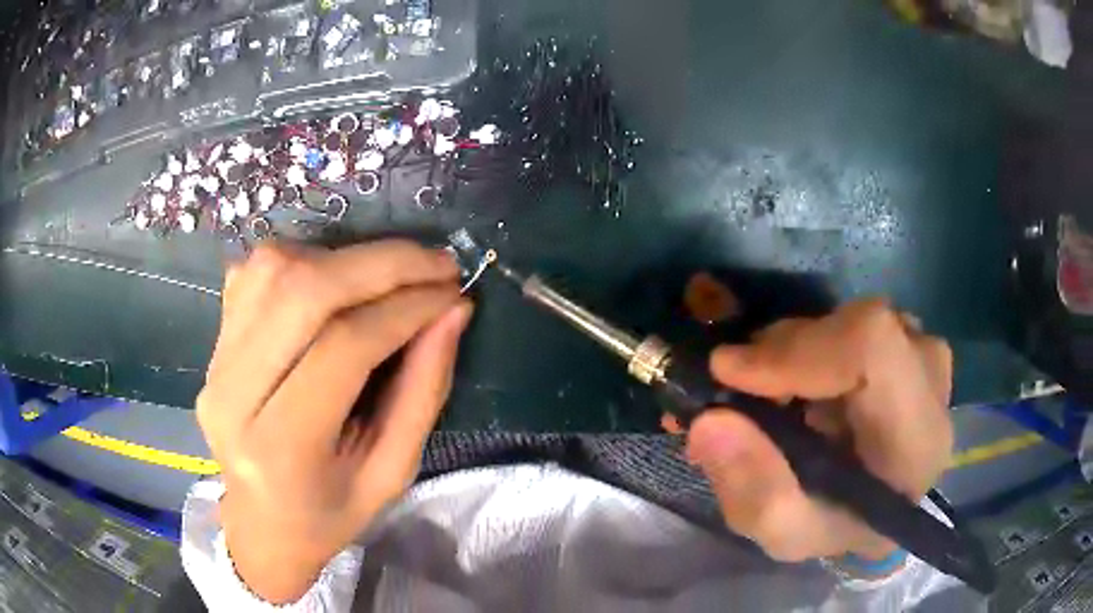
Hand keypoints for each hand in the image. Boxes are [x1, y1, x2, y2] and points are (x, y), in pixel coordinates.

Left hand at [196, 241, 471, 602]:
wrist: (260, 523)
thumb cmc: (329, 513)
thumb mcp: (392, 472)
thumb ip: (423, 391)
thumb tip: (452, 312)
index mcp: (280, 448)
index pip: (343, 347)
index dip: (406, 309)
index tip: (453, 294)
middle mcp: (233, 394)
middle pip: (302, 291)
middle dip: (381, 264)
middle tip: (435, 264)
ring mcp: (215, 361)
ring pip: (275, 270)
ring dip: (343, 257)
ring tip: (389, 273)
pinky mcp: (213, 341)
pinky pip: (255, 273)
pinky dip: (306, 259)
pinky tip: (337, 279)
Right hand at [675, 299, 952, 564]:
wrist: (876, 505)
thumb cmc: (838, 526)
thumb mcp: (787, 533)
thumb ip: (753, 491)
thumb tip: (710, 420)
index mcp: (916, 438)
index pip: (872, 349)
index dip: (799, 349)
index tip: (730, 372)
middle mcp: (932, 382)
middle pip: (858, 328)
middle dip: (787, 352)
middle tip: (740, 392)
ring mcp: (925, 352)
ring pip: (850, 320)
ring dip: (797, 351)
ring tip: (768, 397)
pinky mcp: (908, 339)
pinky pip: (853, 321)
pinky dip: (812, 345)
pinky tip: (798, 385)